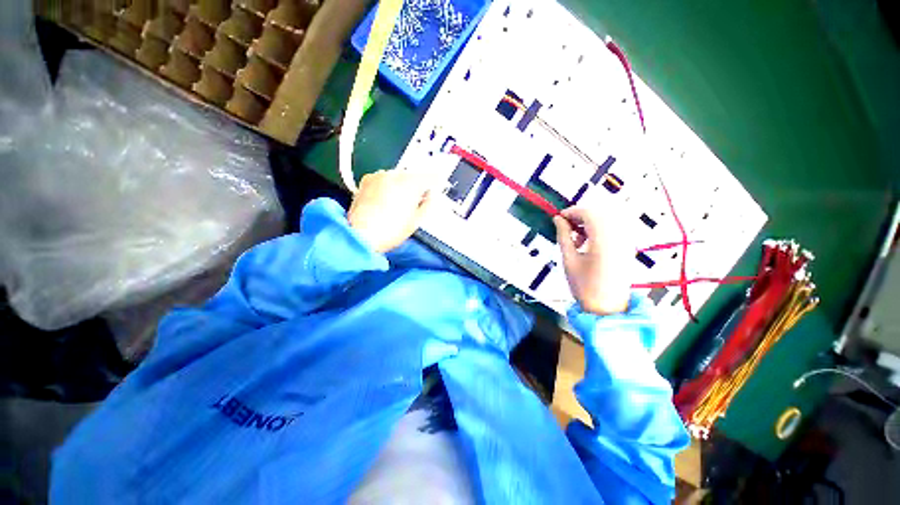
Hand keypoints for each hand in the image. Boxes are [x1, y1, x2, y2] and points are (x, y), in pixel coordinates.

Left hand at [348, 169, 434, 253]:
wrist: (361, 235)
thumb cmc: (390, 231)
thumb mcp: (417, 221)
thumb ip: (429, 204)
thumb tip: (431, 196)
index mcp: (411, 184)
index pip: (431, 177)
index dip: (436, 183)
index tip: (437, 188)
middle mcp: (395, 175)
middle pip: (414, 176)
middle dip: (417, 186)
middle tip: (417, 201)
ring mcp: (379, 176)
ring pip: (399, 177)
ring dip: (402, 186)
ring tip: (399, 204)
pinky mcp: (367, 180)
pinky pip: (384, 179)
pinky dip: (388, 186)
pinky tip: (386, 201)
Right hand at [553, 206, 631, 314]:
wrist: (607, 309)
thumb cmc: (584, 286)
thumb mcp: (569, 260)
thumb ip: (564, 236)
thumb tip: (558, 220)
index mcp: (604, 241)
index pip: (589, 214)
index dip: (572, 212)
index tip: (558, 217)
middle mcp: (618, 238)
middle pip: (600, 214)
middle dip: (580, 216)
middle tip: (564, 225)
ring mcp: (625, 243)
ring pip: (606, 221)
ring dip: (589, 223)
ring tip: (574, 236)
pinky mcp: (626, 248)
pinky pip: (612, 230)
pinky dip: (598, 230)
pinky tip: (586, 242)